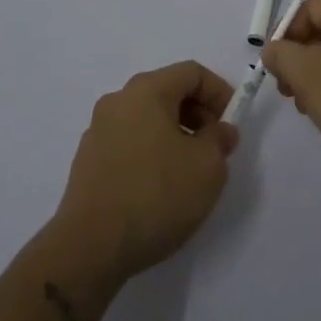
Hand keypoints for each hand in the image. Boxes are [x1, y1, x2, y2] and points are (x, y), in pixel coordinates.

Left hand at [49, 61, 238, 284]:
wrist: (90, 247)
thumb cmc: (156, 196)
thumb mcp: (207, 167)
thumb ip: (219, 140)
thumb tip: (219, 130)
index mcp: (146, 90)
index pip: (191, 73)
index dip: (219, 92)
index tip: (232, 124)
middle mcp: (118, 101)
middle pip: (167, 92)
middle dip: (198, 114)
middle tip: (215, 148)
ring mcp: (98, 130)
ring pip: (148, 118)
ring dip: (175, 134)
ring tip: (190, 172)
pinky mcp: (88, 161)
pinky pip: (129, 142)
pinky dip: (152, 152)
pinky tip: (160, 188)